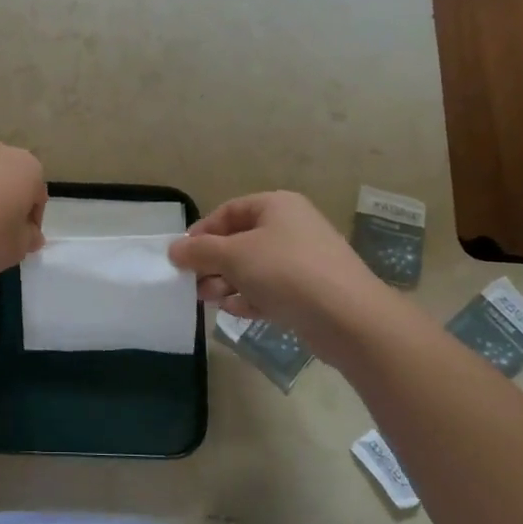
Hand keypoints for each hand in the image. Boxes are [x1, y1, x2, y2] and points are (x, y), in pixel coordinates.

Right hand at [168, 192, 383, 340]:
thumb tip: (174, 249)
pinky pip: (271, 289)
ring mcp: (303, 260)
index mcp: (276, 206)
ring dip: (227, 282)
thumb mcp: (234, 255)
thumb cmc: (286, 272)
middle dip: (213, 262)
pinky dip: (250, 298)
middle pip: (240, 241)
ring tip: (208, 300)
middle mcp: (291, 227)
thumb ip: (199, 251)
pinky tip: (234, 311)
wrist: (348, 317)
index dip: (202, 232)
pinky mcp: (309, 292)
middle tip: (192, 283)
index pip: (228, 212)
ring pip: (254, 268)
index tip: (182, 255)